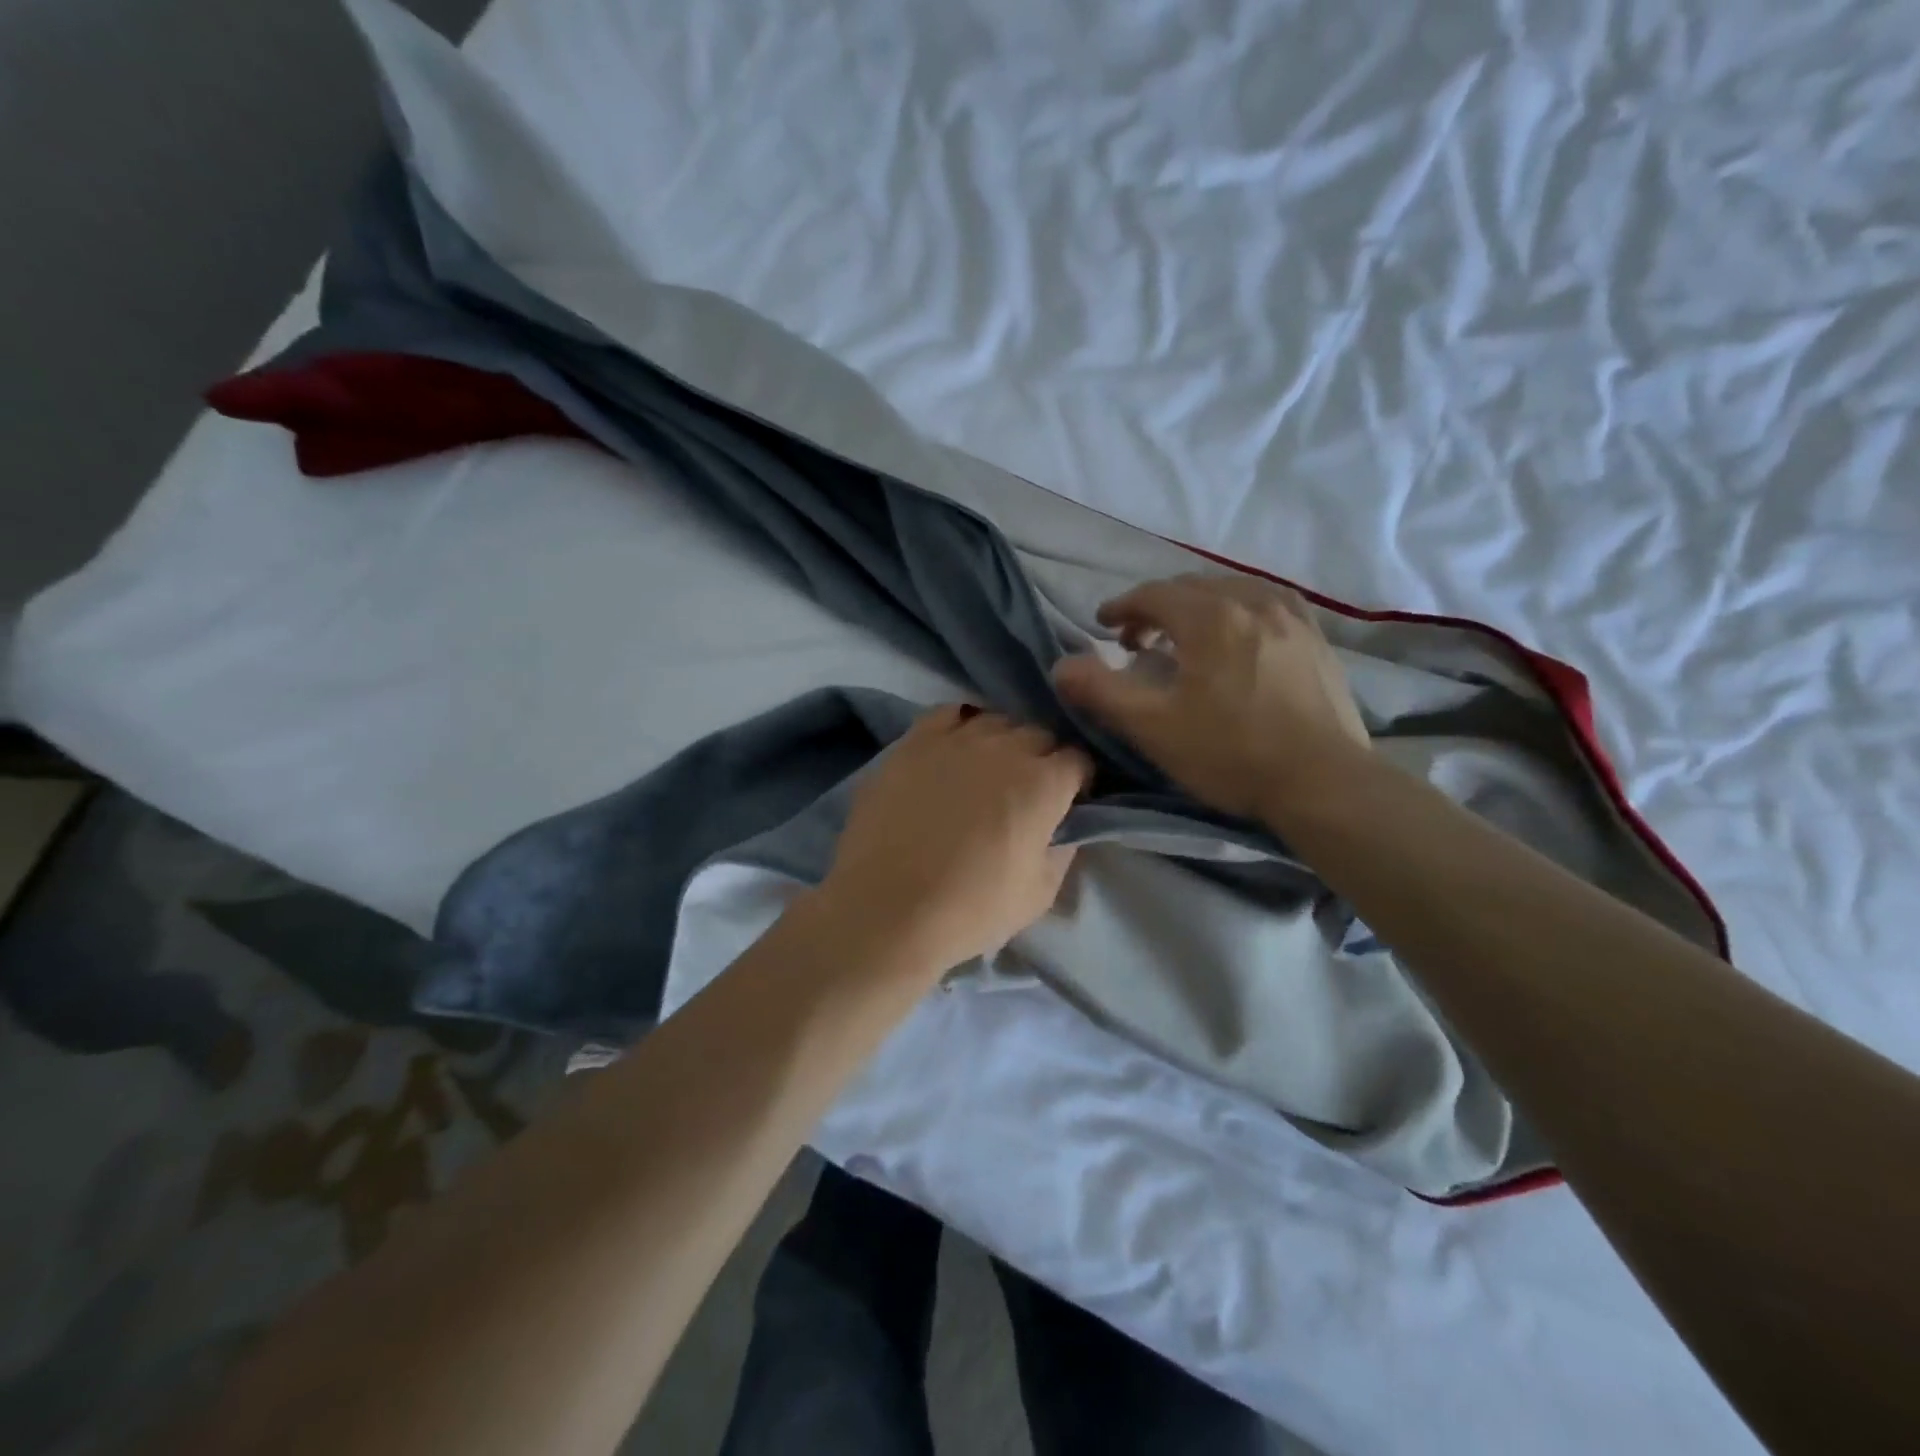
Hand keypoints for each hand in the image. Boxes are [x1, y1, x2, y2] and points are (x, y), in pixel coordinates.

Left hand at [815, 705, 1093, 976]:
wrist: (888, 910)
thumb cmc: (971, 910)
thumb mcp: (1039, 894)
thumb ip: (1063, 849)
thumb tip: (1066, 827)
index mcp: (1043, 784)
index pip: (1078, 760)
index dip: (1078, 780)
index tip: (1069, 801)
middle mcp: (1004, 748)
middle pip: (1039, 735)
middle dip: (1043, 758)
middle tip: (1029, 792)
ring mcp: (955, 740)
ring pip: (995, 722)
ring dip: (1003, 742)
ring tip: (989, 771)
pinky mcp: (913, 742)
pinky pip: (947, 714)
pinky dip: (960, 727)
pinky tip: (954, 750)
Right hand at [1052, 574, 1370, 820]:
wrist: (1322, 783)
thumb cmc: (1231, 754)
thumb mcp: (1153, 727)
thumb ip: (1101, 692)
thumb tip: (1061, 666)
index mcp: (1210, 618)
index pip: (1154, 594)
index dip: (1122, 606)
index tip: (1102, 624)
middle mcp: (1252, 602)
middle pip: (1193, 587)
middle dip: (1157, 606)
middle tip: (1136, 639)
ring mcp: (1292, 618)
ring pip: (1233, 590)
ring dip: (1199, 605)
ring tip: (1186, 635)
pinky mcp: (1316, 640)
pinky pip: (1268, 604)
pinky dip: (1239, 610)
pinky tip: (1240, 636)